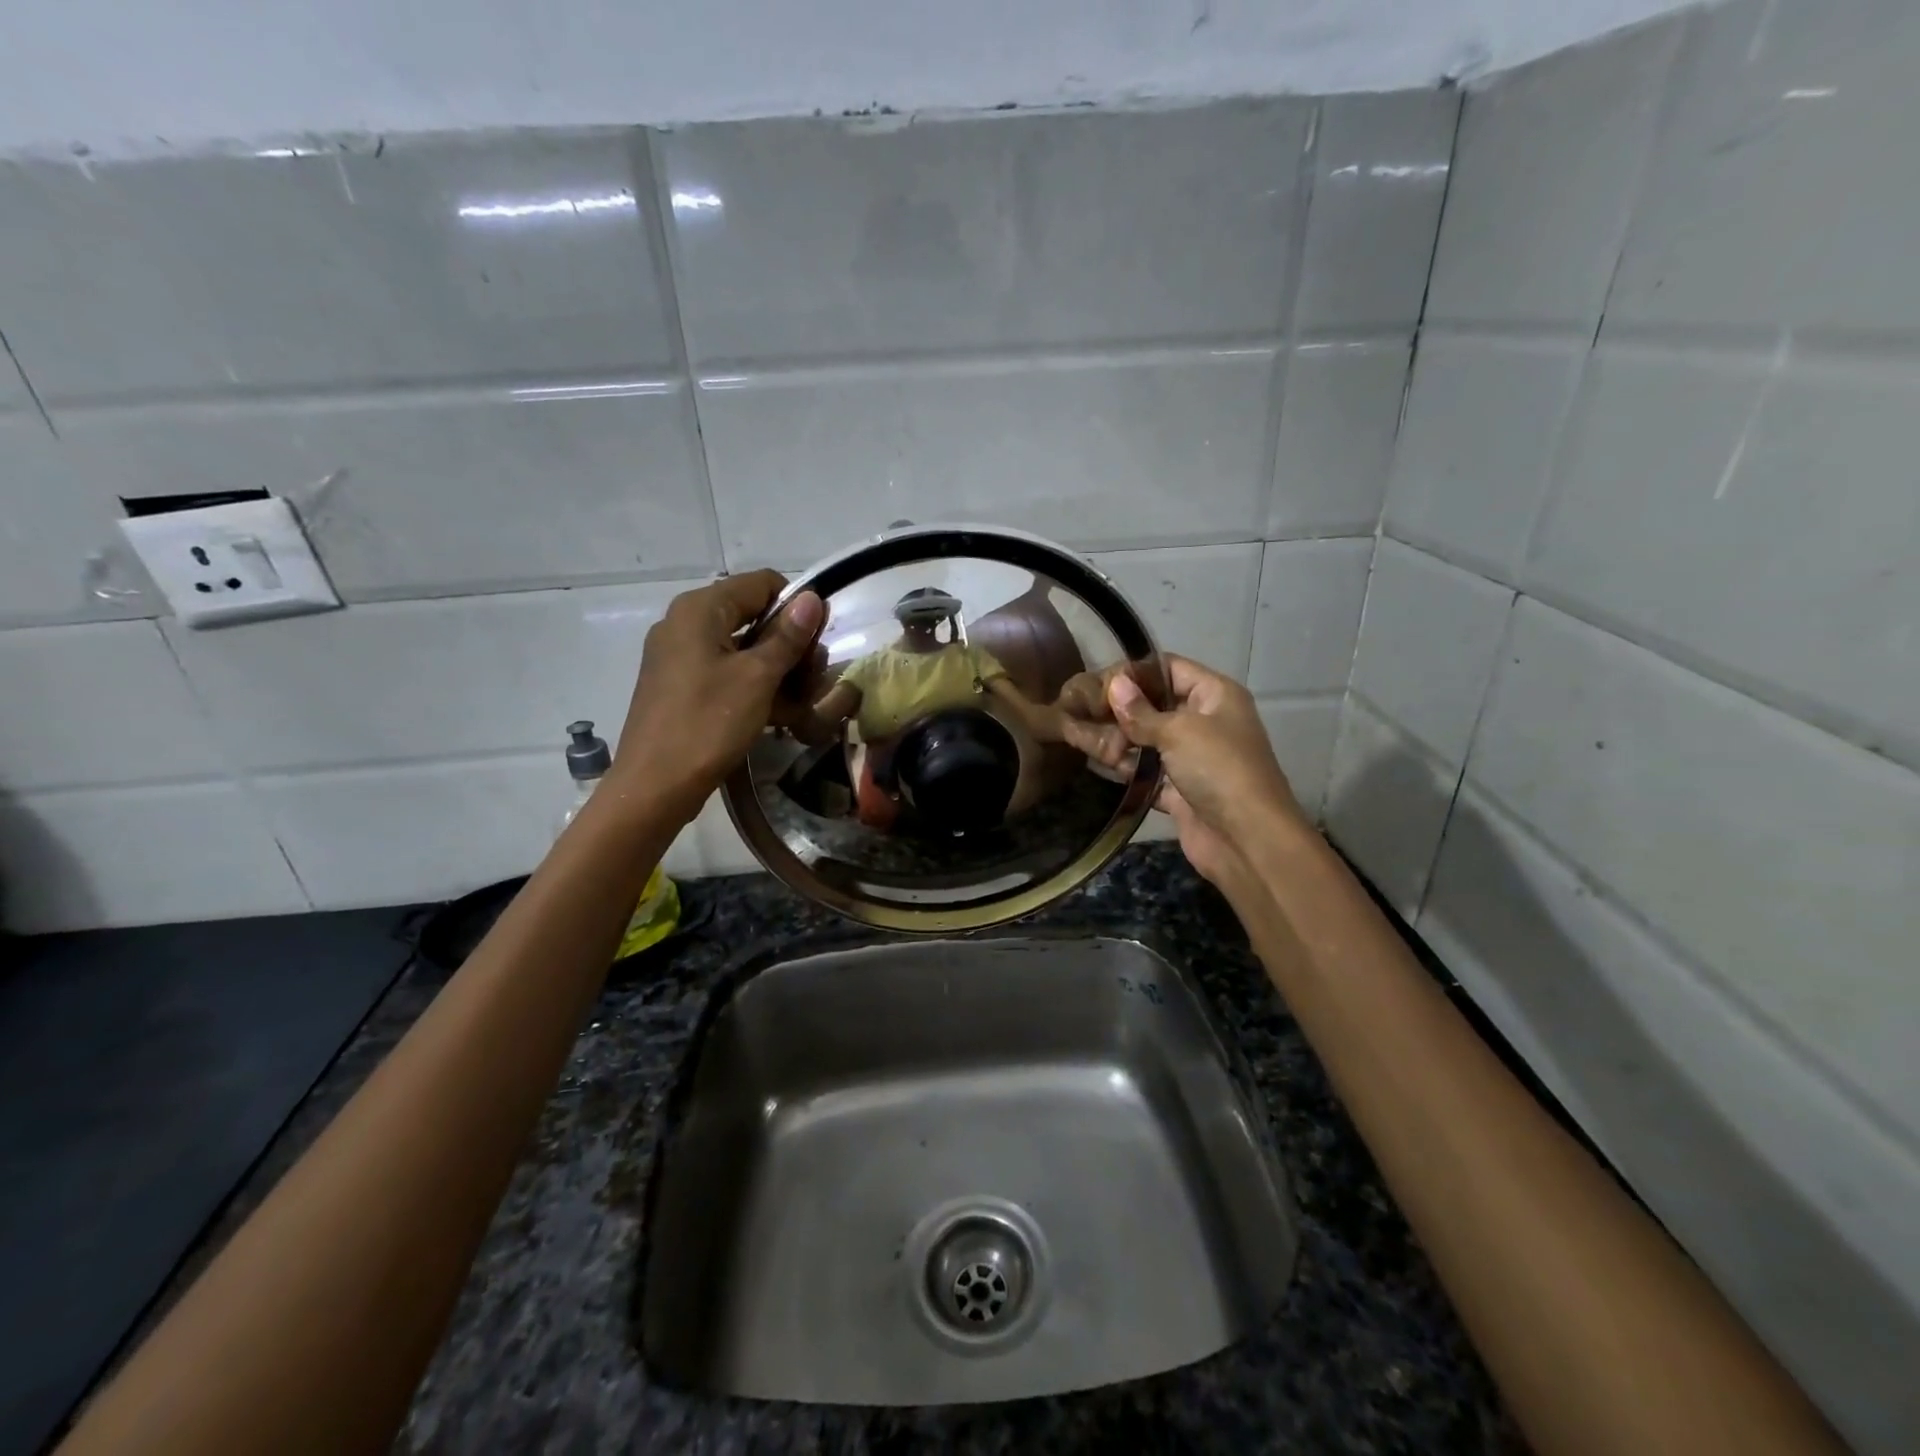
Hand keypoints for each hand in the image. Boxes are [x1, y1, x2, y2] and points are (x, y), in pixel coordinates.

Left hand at [610, 571, 824, 820]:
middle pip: (754, 615)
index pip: (762, 584)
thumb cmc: (708, 724)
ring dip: (777, 670)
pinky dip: (753, 686)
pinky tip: (776, 715)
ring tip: (800, 703)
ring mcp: (680, 656)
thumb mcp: (758, 678)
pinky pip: (726, 672)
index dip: (797, 608)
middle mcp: (686, 623)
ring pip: (743, 647)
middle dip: (789, 645)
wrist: (655, 786)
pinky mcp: (681, 685)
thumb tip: (811, 598)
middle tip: (811, 680)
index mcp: (700, 609)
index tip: (817, 644)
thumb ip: (787, 636)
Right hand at [1059, 656, 1308, 890]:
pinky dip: (1124, 769)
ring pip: (1147, 740)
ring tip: (1077, 735)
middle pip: (1155, 705)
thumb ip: (1141, 712)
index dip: (1135, 671)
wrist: (1247, 840)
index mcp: (1215, 696)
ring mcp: (1192, 758)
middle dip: (1119, 708)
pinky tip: (1094, 762)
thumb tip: (1114, 685)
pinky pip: (1146, 772)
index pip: (1171, 668)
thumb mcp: (1179, 731)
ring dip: (1116, 739)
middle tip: (1079, 708)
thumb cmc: (1219, 770)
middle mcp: (1205, 722)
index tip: (1098, 680)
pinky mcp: (1179, 790)